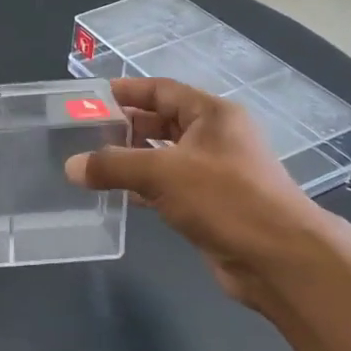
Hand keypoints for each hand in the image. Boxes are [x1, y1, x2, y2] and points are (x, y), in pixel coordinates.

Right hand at [64, 78, 350, 307]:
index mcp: (212, 115)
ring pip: (163, 156)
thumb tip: (72, 167)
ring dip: (131, 159)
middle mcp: (215, 138)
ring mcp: (214, 172)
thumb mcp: (162, 172)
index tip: (91, 97)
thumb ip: (113, 165)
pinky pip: (168, 186)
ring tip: (92, 164)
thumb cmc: (225, 199)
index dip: (126, 91)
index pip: (162, 91)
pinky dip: (142, 187)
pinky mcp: (210, 204)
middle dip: (124, 127)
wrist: (278, 259)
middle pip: (162, 122)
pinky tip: (117, 195)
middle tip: (84, 133)